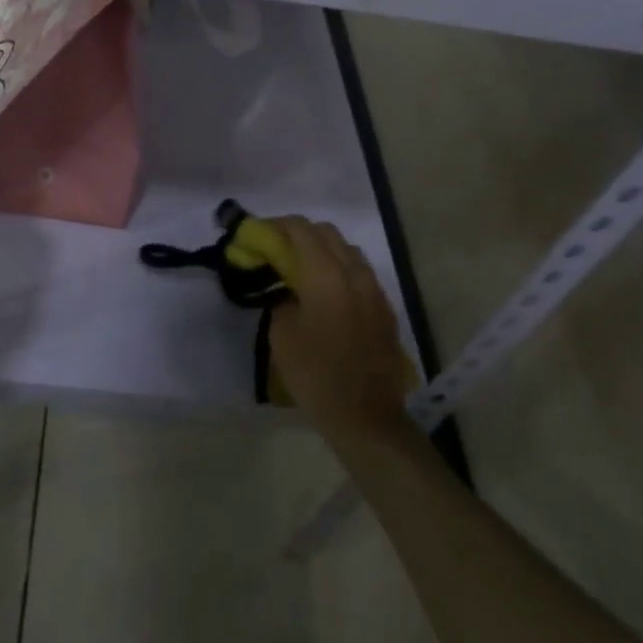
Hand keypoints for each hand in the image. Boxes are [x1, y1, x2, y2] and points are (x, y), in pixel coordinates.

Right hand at [268, 218, 413, 443]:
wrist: (365, 416)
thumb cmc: (315, 374)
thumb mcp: (282, 334)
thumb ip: (283, 298)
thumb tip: (288, 288)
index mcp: (326, 276)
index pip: (301, 230)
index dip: (277, 226)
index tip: (259, 234)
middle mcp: (354, 274)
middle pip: (327, 233)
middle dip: (300, 233)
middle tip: (277, 249)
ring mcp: (374, 290)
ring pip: (347, 251)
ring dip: (323, 250)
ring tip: (302, 269)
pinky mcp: (384, 308)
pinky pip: (360, 273)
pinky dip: (340, 269)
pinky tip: (326, 292)